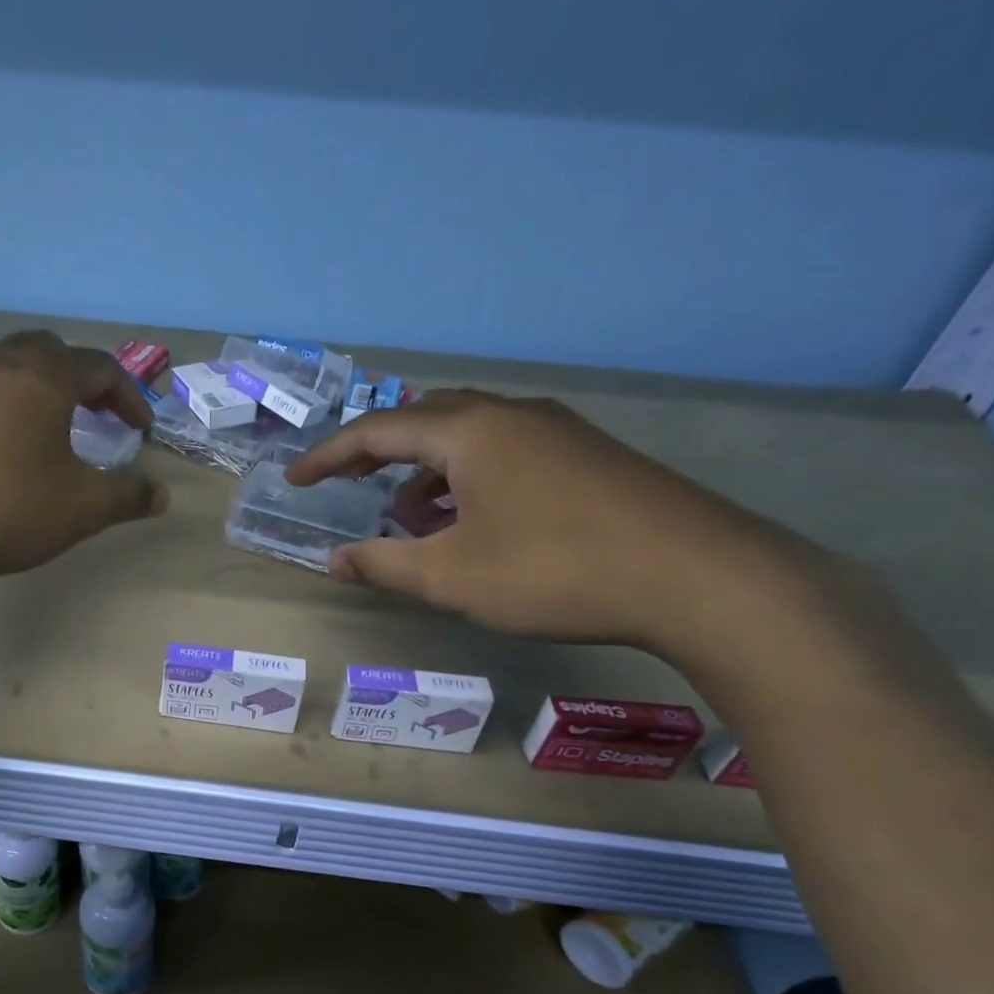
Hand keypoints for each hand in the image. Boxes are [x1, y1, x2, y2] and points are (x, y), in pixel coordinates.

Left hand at [0, 330, 168, 590]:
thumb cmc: (7, 507)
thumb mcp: (82, 508)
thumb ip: (127, 496)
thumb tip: (162, 495)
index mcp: (43, 376)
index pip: (101, 368)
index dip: (129, 397)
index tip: (141, 432)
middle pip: (49, 351)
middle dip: (81, 379)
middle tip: (96, 414)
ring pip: (5, 366)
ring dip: (36, 388)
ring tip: (47, 427)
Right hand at [286, 391, 824, 657]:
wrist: (698, 577)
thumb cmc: (555, 572)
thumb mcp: (452, 578)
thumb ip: (384, 565)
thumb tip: (335, 561)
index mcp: (470, 432)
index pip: (377, 430)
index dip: (328, 456)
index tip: (295, 479)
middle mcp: (510, 415)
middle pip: (422, 421)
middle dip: (376, 455)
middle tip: (347, 489)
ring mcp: (555, 431)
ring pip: (466, 437)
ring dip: (425, 473)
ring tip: (410, 521)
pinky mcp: (585, 455)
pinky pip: (503, 452)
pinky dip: (468, 480)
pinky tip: (472, 523)